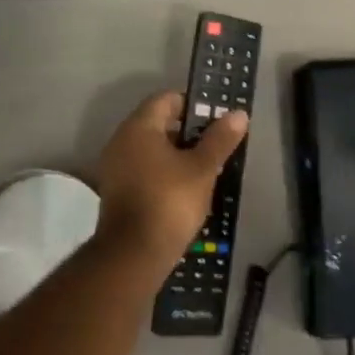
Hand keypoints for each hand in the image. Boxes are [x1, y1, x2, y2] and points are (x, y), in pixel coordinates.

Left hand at [91, 91, 248, 269]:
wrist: (134, 255)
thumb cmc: (170, 201)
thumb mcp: (202, 168)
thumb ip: (220, 139)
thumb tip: (238, 114)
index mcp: (139, 128)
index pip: (167, 99)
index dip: (194, 104)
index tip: (217, 117)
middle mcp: (121, 141)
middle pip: (159, 123)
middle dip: (189, 130)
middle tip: (217, 142)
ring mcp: (116, 168)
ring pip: (152, 148)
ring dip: (178, 153)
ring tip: (207, 165)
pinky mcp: (117, 191)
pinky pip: (144, 169)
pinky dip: (164, 171)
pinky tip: (187, 186)